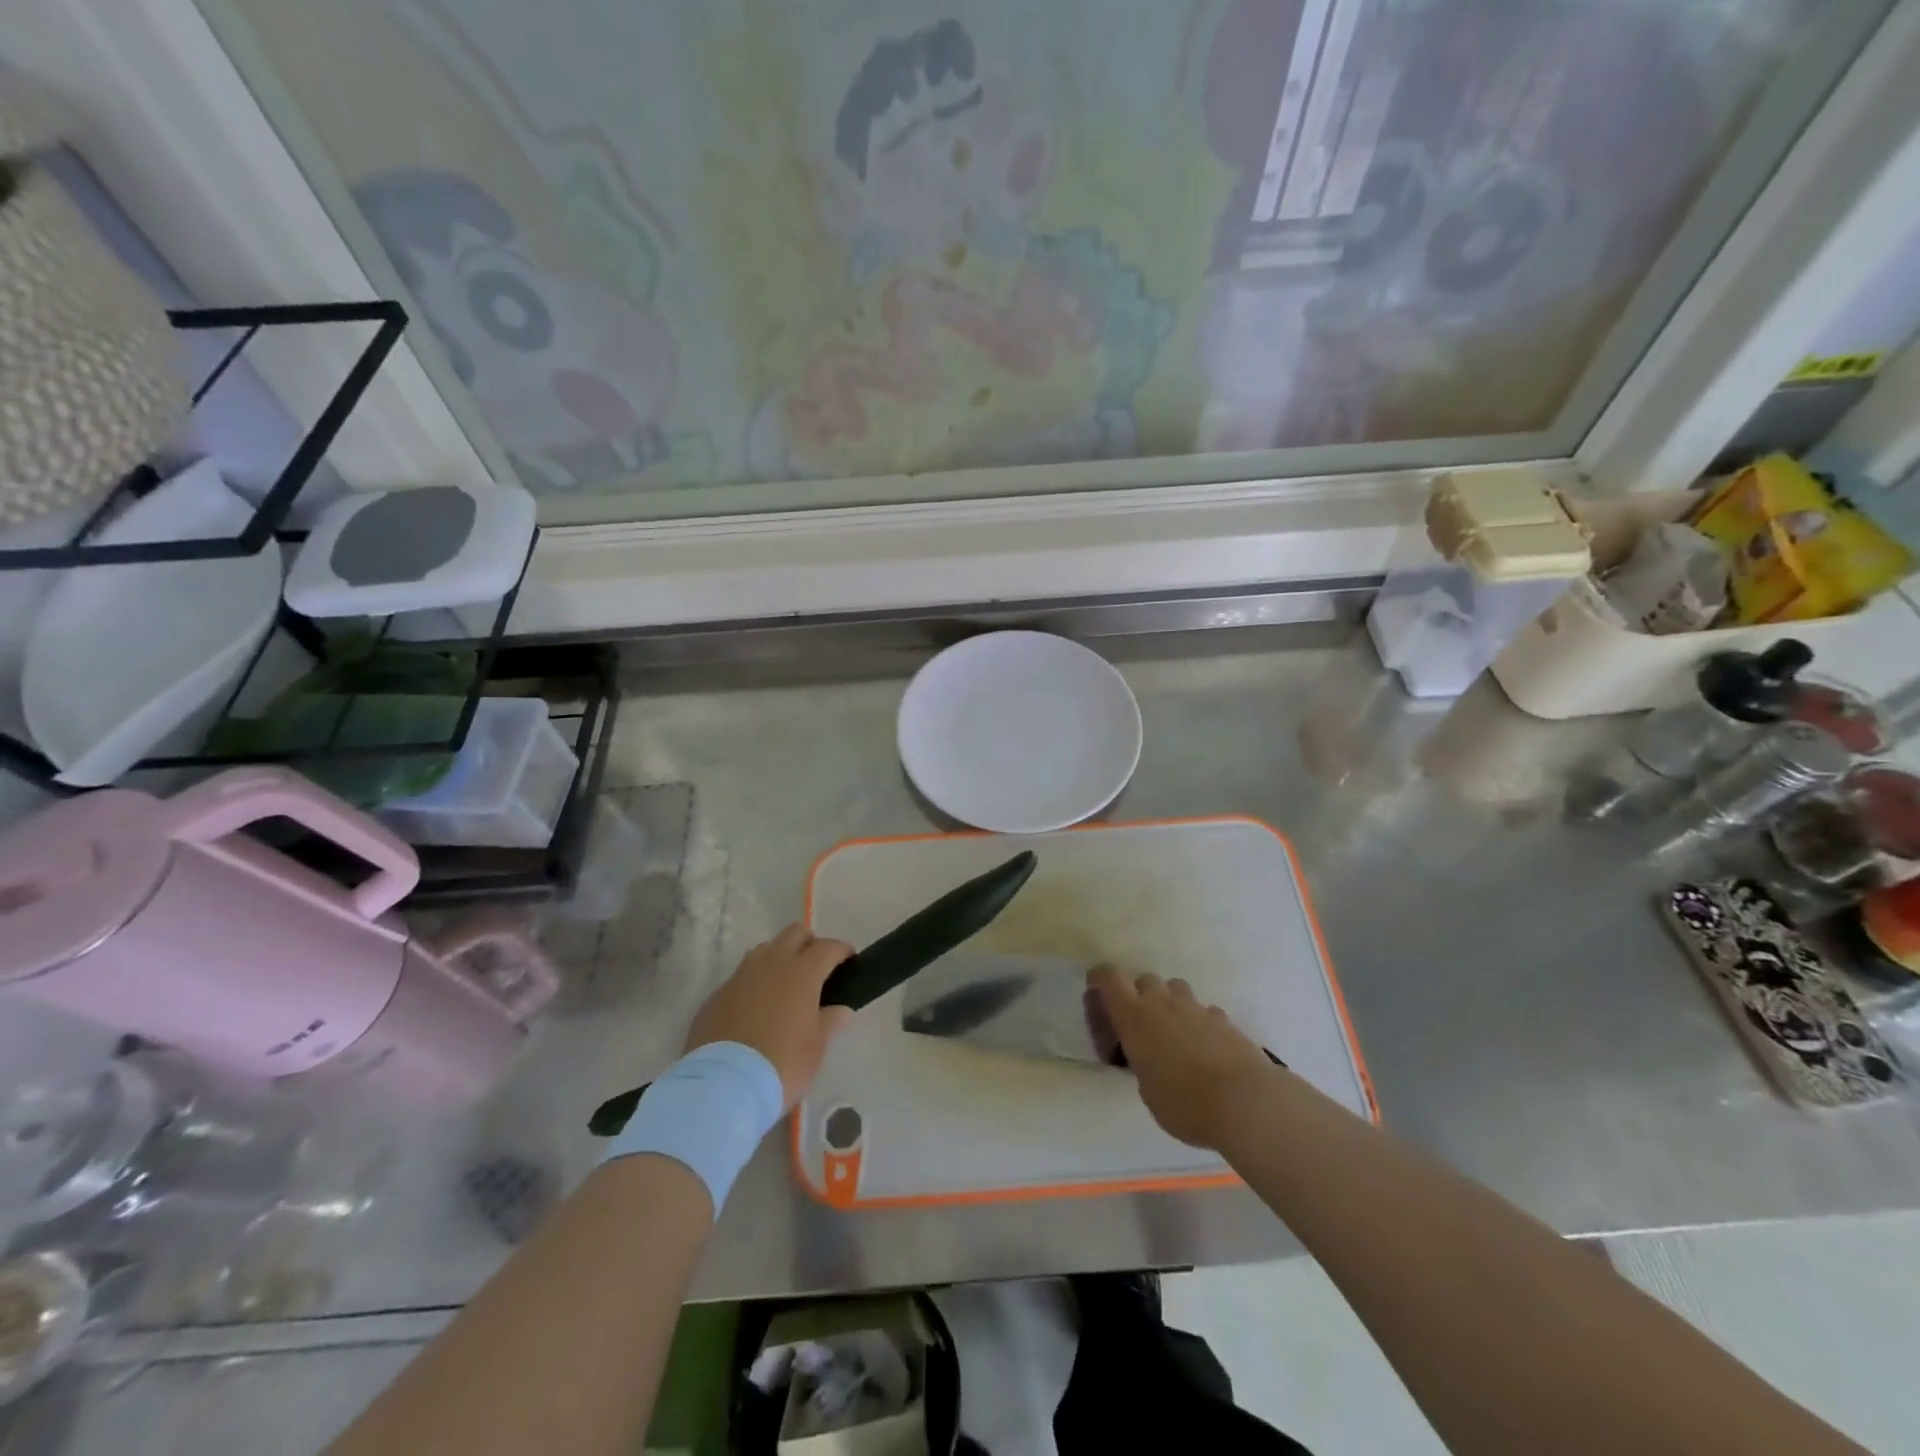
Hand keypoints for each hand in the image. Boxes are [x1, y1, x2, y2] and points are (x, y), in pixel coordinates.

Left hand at [686, 925, 855, 1106]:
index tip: (849, 962)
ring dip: (779, 958)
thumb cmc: (781, 1064)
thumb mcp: (815, 1048)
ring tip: (785, 987)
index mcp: (802, 972)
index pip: (828, 947)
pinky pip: (742, 976)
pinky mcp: (717, 994)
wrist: (721, 1085)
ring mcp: (741, 976)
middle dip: (809, 944)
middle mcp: (771, 963)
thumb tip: (841, 1009)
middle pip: (795, 933)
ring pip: (765, 950)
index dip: (841, 951)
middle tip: (817, 969)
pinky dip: (754, 983)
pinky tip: (756, 1009)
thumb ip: (829, 1022)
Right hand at [1089, 968, 1278, 1150]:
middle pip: (1144, 979)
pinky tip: (1204, 1045)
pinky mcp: (1224, 1019)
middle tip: (1140, 1022)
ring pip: (1176, 988)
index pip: (1109, 977)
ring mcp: (1196, 1008)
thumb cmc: (1184, 1103)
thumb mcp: (1147, 1090)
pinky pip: (1204, 1010)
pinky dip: (1199, 1021)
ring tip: (1173, 1030)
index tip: (1096, 989)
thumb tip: (1150, 1060)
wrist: (1245, 1101)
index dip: (1100, 978)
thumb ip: (1143, 1065)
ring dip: (1169, 1002)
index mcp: (1134, 1017)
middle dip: (1138, 994)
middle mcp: (1163, 1003)